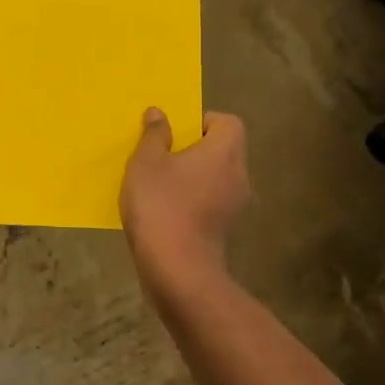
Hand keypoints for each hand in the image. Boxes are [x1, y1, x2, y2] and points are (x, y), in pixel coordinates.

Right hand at [120, 109, 249, 285]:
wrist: (177, 271)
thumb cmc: (162, 205)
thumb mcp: (146, 162)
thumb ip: (154, 135)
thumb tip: (159, 113)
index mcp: (225, 152)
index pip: (228, 123)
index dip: (203, 121)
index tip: (176, 132)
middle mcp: (238, 176)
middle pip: (222, 151)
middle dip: (193, 150)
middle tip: (161, 155)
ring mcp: (235, 207)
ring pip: (214, 179)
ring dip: (190, 178)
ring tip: (157, 184)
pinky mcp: (224, 232)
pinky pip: (209, 203)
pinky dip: (191, 201)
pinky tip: (162, 211)